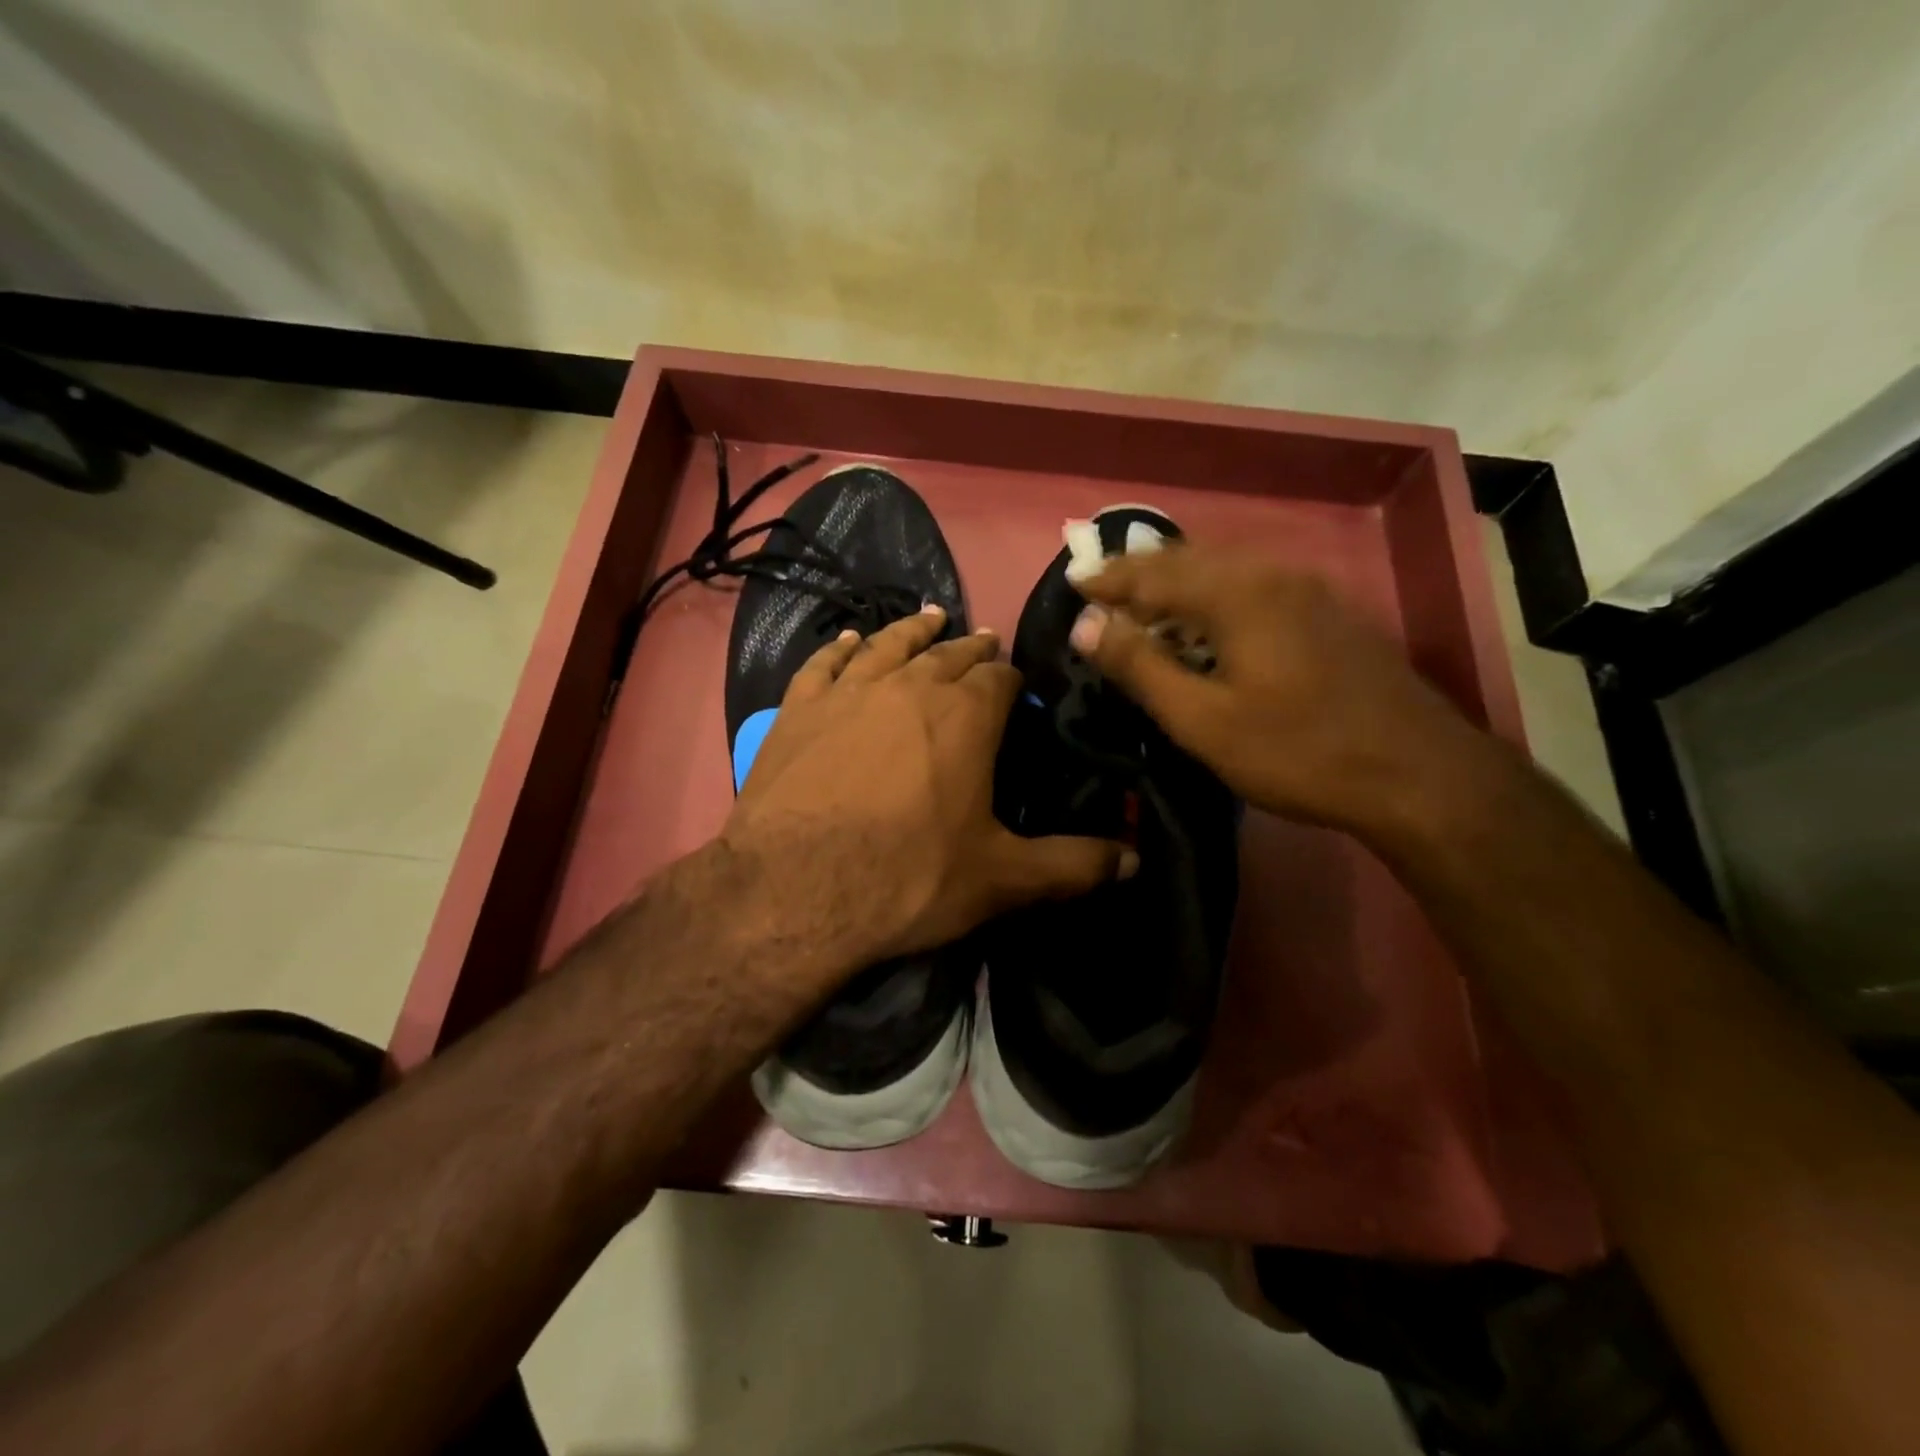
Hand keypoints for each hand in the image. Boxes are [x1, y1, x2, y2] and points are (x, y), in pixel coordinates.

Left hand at [723, 606, 1133, 965]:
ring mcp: (848, 692)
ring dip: (913, 632)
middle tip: (981, 641)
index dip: (1010, 678)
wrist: (794, 891)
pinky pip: (823, 664)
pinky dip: (839, 648)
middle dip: (970, 649)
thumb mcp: (1001, 880)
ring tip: (930, 618)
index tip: (1014, 684)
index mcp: (966, 717)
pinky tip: (848, 640)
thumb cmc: (907, 879)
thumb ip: (1072, 866)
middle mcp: (910, 686)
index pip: (999, 679)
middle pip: (948, 655)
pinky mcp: (798, 709)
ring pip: (888, 646)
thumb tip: (1135, 860)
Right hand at [1070, 546, 1491, 834]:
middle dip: (1141, 571)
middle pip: (1191, 560)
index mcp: (1237, 594)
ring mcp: (1309, 592)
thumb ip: (1141, 667)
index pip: (1154, 573)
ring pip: (1226, 571)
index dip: (1109, 578)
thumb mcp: (1203, 720)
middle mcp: (1273, 576)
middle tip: (1102, 589)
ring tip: (1144, 605)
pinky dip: (1213, 596)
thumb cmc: (1297, 751)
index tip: (1073, 581)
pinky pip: (1253, 587)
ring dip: (1178, 583)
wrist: (1419, 775)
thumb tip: (1085, 624)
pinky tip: (1207, 625)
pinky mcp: (1330, 614)